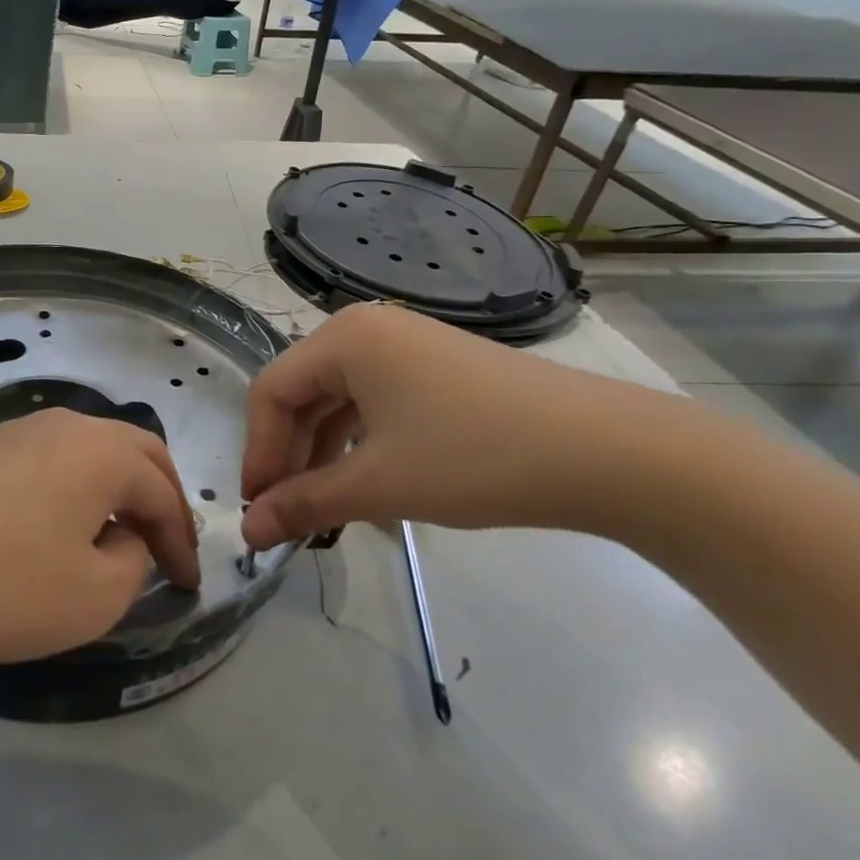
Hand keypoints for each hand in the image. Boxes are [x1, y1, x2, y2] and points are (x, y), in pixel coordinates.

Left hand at [0, 409, 200, 678]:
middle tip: (168, 546)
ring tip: (117, 537)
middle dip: (160, 498)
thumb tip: (125, 538)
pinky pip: (51, 461)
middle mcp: (65, 425)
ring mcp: (17, 431)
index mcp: (103, 450)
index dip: (184, 543)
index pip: (164, 493)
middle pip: (135, 451)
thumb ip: (133, 563)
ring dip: (116, 489)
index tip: (190, 588)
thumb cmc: (1, 586)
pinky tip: (59, 527)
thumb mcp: (94, 596)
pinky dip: (75, 488)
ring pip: (91, 451)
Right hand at [239, 303, 706, 548]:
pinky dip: (357, 442)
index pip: (271, 393)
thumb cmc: (476, 458)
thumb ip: (304, 504)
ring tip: (322, 508)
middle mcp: (366, 328)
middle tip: (286, 515)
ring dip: (321, 453)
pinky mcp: (436, 367)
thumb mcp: (379, 484)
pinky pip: (374, 401)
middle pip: (302, 393)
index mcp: (343, 339)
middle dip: (288, 456)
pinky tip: (363, 480)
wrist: (611, 453)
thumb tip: (248, 531)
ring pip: (337, 400)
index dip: (257, 452)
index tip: (258, 510)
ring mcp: (405, 344)